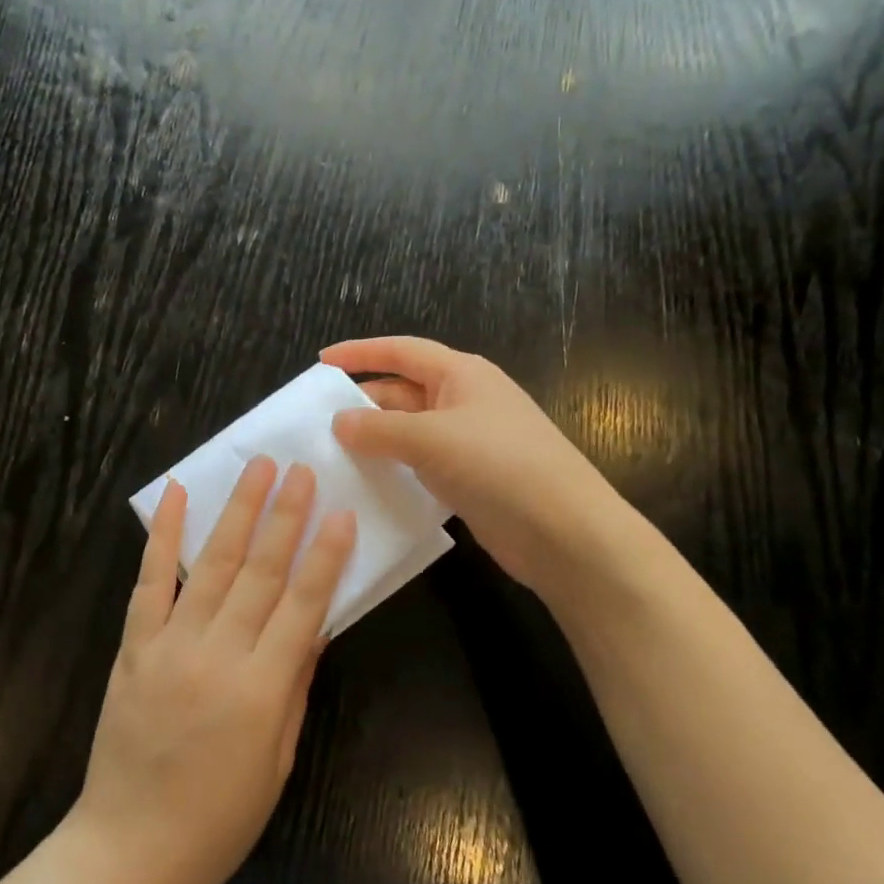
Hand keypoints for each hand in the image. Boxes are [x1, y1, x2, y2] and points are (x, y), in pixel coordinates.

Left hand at [65, 458, 355, 883]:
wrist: (127, 853)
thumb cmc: (217, 821)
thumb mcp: (277, 762)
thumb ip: (296, 687)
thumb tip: (316, 626)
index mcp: (261, 691)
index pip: (303, 606)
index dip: (325, 556)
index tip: (341, 512)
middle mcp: (217, 656)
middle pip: (259, 573)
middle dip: (285, 516)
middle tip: (301, 469)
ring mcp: (169, 646)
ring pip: (211, 565)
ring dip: (237, 511)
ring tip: (258, 469)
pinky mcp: (133, 647)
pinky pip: (150, 582)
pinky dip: (162, 535)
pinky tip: (175, 495)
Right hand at [322, 335, 635, 594]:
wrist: (565, 532)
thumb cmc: (499, 465)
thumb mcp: (430, 438)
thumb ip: (378, 428)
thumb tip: (339, 422)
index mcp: (461, 374)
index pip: (401, 351)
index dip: (360, 352)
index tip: (321, 362)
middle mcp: (465, 400)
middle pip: (403, 391)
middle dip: (363, 401)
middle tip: (317, 419)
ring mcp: (470, 441)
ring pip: (410, 430)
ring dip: (376, 438)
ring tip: (331, 452)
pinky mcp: (471, 478)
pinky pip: (421, 463)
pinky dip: (395, 468)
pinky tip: (367, 482)